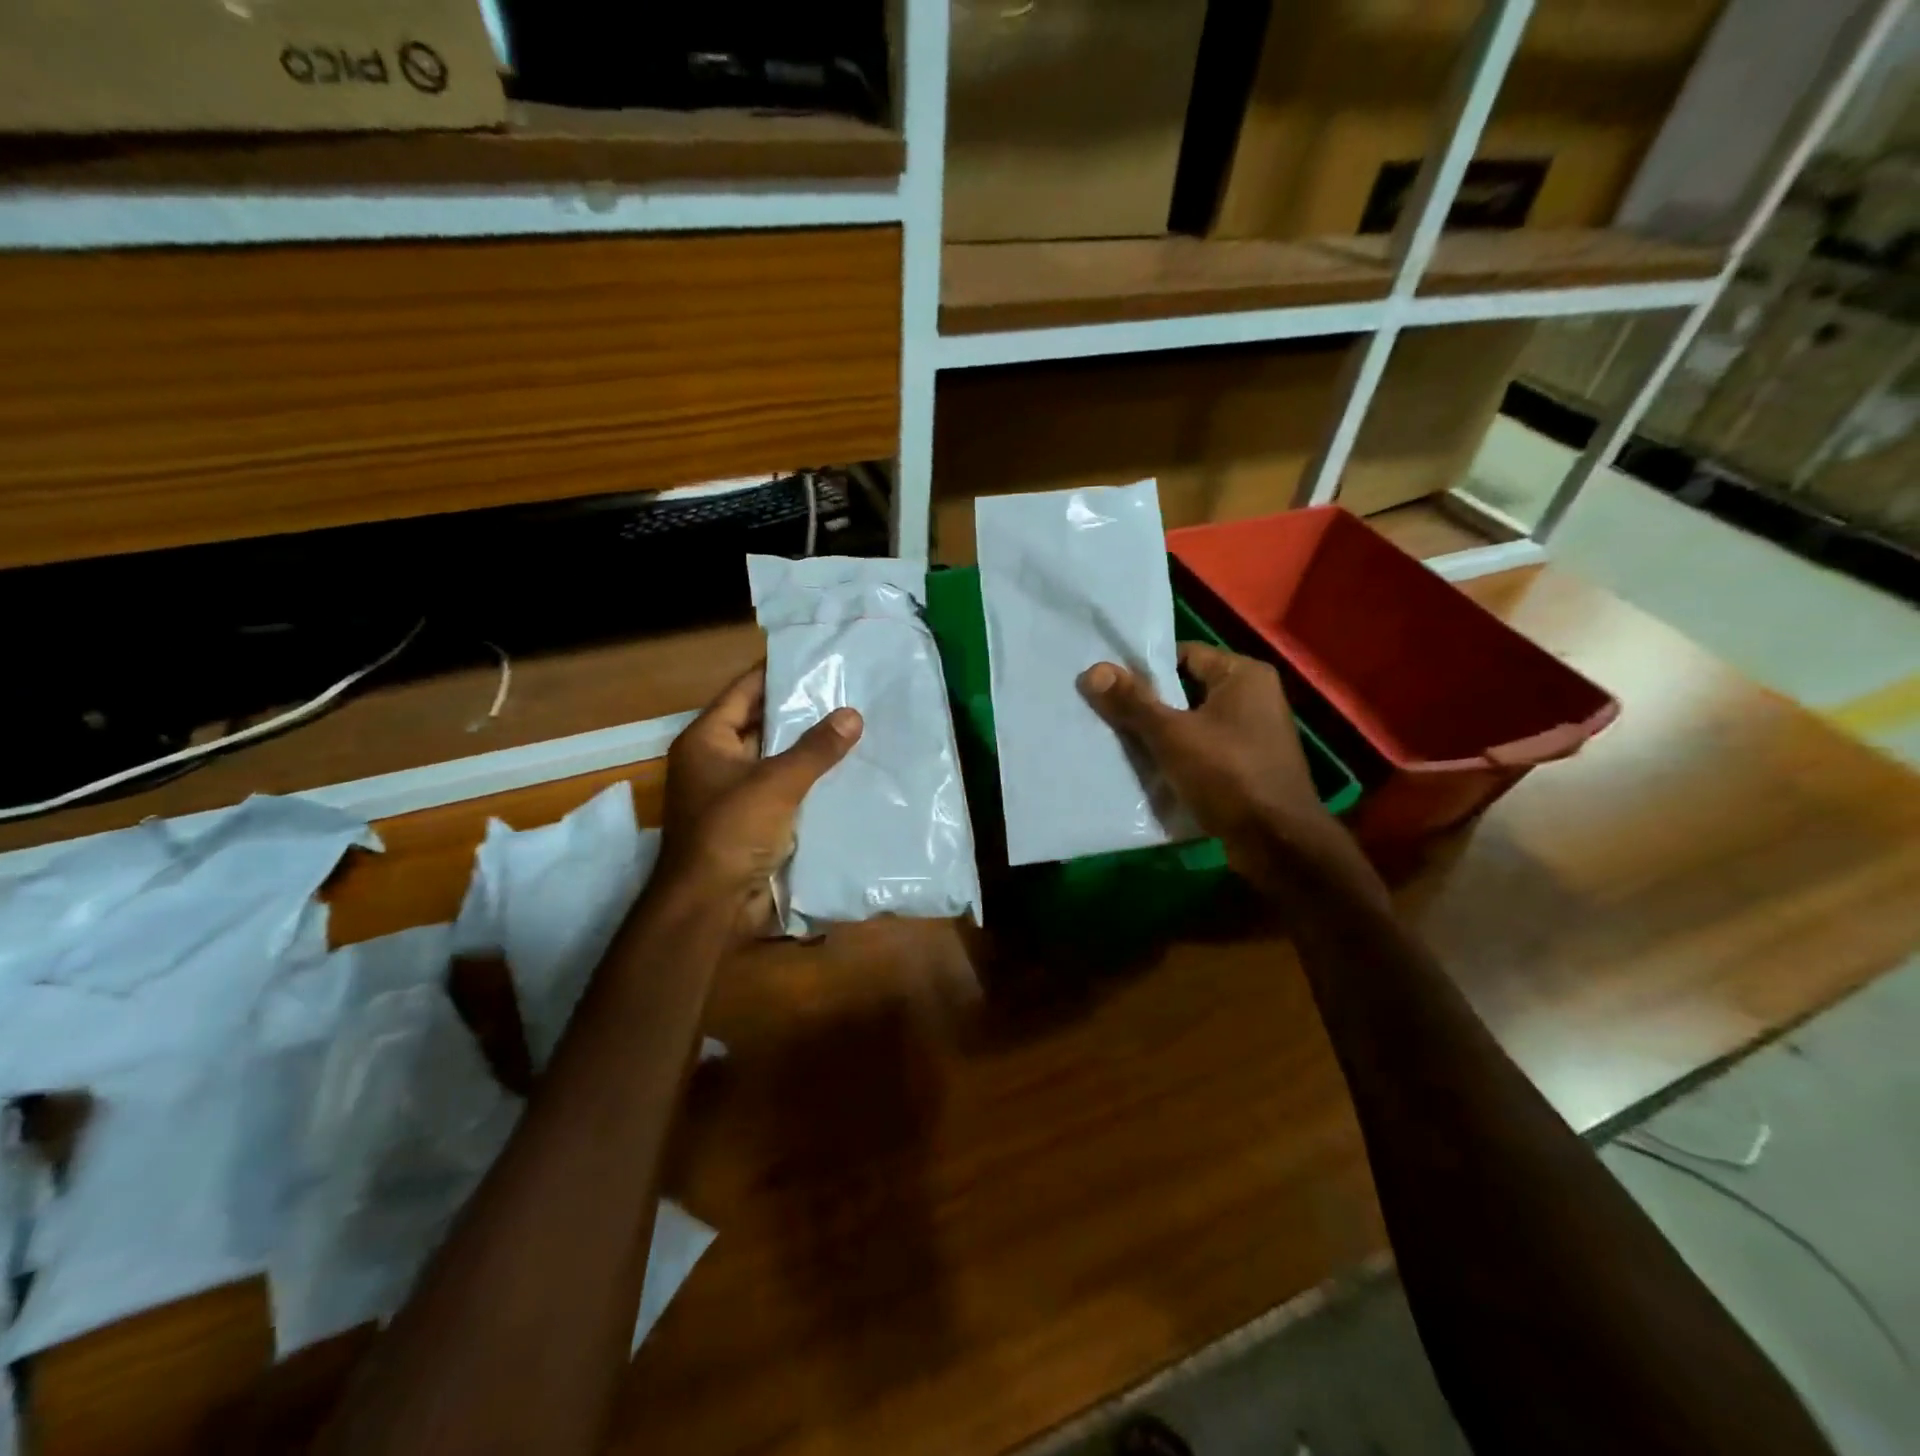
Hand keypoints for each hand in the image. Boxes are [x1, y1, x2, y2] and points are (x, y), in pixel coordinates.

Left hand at [655, 665, 862, 936]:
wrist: (711, 906)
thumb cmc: (731, 832)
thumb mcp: (776, 783)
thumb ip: (816, 748)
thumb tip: (852, 714)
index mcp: (707, 740)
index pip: (744, 691)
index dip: (777, 673)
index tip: (817, 659)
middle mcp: (717, 761)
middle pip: (762, 724)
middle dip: (801, 712)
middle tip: (847, 692)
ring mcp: (735, 793)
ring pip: (777, 759)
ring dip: (809, 749)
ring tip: (856, 726)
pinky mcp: (754, 821)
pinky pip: (786, 790)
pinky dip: (810, 781)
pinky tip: (847, 772)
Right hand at [1077, 643, 1349, 882]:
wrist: (1277, 843)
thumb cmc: (1228, 774)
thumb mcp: (1172, 735)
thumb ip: (1132, 702)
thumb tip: (1092, 671)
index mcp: (1244, 675)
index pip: (1184, 655)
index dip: (1145, 668)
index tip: (1109, 686)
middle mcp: (1254, 698)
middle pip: (1186, 690)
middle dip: (1148, 705)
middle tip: (1105, 714)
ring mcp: (1254, 735)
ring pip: (1193, 725)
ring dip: (1160, 736)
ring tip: (1118, 743)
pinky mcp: (1248, 768)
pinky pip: (1204, 752)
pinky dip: (1178, 759)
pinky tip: (1147, 772)